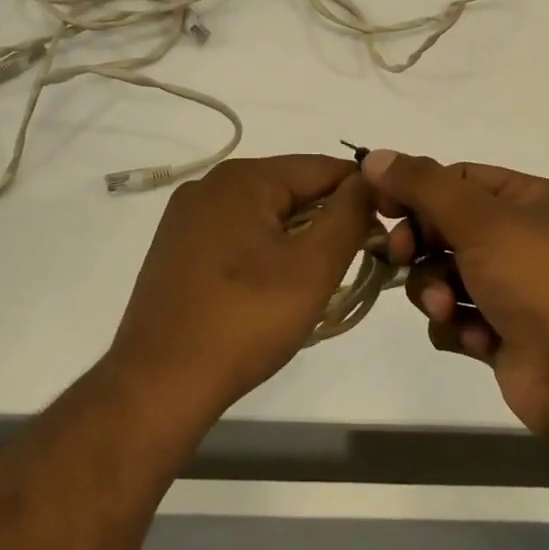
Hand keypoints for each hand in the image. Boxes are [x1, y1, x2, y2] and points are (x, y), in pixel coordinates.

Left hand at [106, 155, 376, 418]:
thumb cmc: (245, 320)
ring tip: (316, 281)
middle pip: (291, 188)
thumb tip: (368, 181)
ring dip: (298, 238)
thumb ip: (349, 215)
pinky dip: (265, 251)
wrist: (160, 382)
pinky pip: (237, 234)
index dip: (362, 194)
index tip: (388, 229)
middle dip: (328, 219)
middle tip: (355, 263)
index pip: (322, 168)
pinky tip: (272, 287)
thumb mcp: (313, 267)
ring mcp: (187, 217)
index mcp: (242, 178)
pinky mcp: (177, 248)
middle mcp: (210, 185)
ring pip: (264, 213)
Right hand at [362, 150, 548, 435]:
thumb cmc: (542, 281)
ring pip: (443, 275)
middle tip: (399, 256)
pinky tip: (477, 339)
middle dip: (420, 246)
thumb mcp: (481, 220)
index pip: (457, 179)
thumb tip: (374, 155)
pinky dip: (457, 326)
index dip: (416, 190)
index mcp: (529, 200)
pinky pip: (456, 317)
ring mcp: (513, 288)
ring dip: (435, 291)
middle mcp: (522, 238)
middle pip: (445, 227)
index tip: (379, 206)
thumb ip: (423, 186)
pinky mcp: (503, 333)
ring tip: (447, 309)